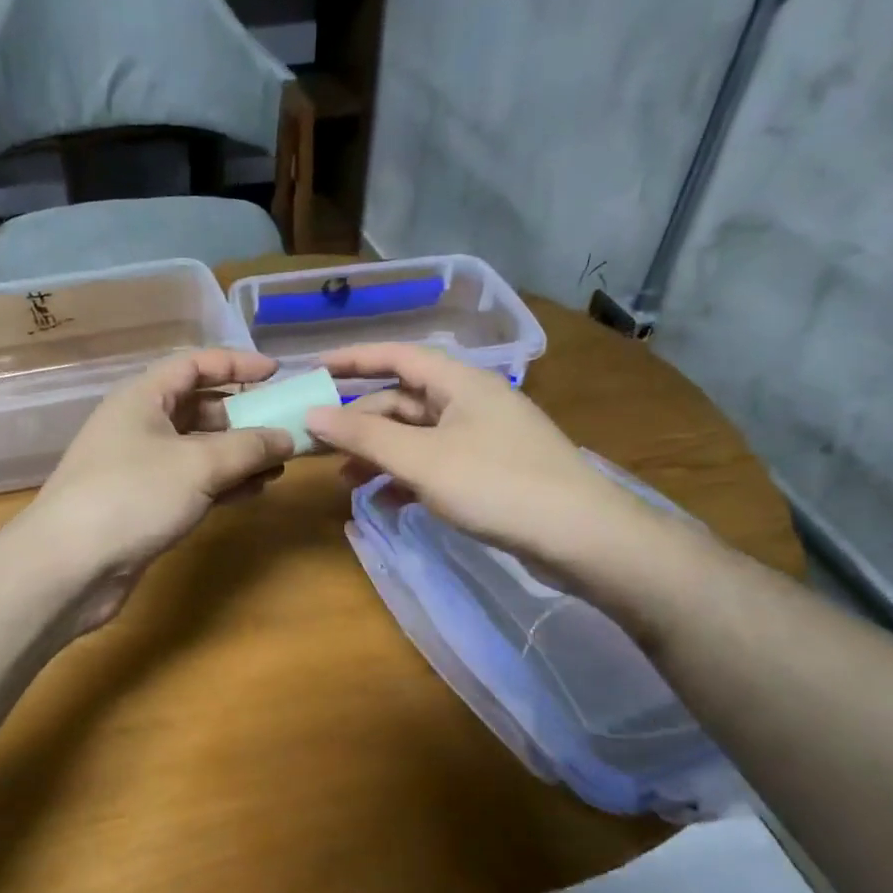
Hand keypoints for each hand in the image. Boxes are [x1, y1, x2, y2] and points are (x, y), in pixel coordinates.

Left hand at [23, 348, 295, 629]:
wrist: (70, 566)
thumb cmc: (133, 496)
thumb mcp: (199, 464)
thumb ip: (248, 447)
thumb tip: (287, 438)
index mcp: (143, 397)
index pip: (194, 364)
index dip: (236, 364)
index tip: (276, 373)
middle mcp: (140, 425)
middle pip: (199, 408)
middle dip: (244, 416)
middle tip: (286, 428)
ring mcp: (141, 468)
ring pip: (199, 449)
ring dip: (239, 454)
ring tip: (280, 464)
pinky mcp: (145, 504)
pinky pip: (193, 483)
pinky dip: (223, 483)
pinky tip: (254, 490)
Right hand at [304, 343, 651, 580]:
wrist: (579, 536)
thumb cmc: (496, 484)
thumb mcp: (421, 459)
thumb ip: (364, 436)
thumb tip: (313, 414)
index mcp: (460, 382)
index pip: (396, 356)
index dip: (353, 359)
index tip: (313, 369)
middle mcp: (471, 401)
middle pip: (403, 399)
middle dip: (360, 421)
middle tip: (320, 446)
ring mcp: (483, 437)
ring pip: (417, 436)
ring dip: (379, 453)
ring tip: (345, 481)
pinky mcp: (490, 471)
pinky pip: (435, 463)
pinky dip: (406, 477)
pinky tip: (385, 502)